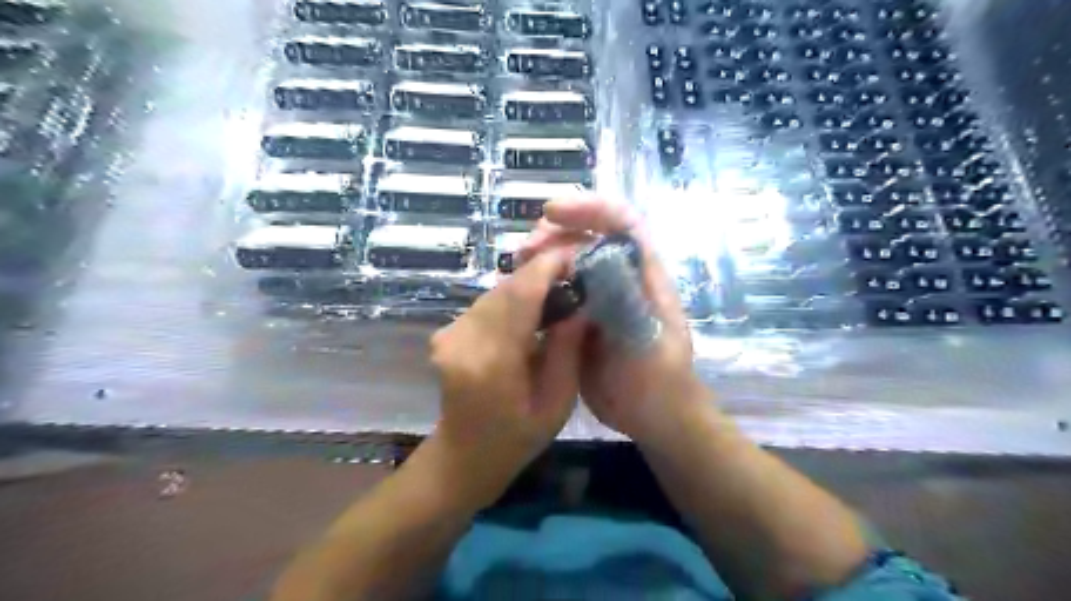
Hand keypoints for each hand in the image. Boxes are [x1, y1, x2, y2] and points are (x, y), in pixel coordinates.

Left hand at [428, 248, 583, 506]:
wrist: (463, 456)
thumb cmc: (517, 439)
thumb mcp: (557, 402)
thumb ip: (568, 349)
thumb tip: (581, 304)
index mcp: (493, 360)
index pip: (521, 294)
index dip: (548, 266)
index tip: (575, 255)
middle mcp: (463, 339)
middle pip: (506, 287)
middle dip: (540, 273)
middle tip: (573, 274)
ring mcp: (448, 334)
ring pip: (495, 292)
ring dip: (525, 287)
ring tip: (556, 293)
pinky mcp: (444, 333)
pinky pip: (484, 304)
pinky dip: (510, 301)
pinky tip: (529, 313)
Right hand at [519, 194, 708, 444]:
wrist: (653, 416)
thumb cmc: (660, 380)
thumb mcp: (648, 344)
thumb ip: (625, 305)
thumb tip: (590, 268)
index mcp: (644, 275)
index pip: (622, 223)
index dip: (589, 208)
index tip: (551, 213)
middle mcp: (620, 278)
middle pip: (589, 236)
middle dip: (555, 232)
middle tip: (524, 250)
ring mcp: (599, 297)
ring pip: (569, 262)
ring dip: (542, 256)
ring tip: (516, 266)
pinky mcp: (581, 318)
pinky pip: (557, 291)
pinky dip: (537, 286)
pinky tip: (519, 294)